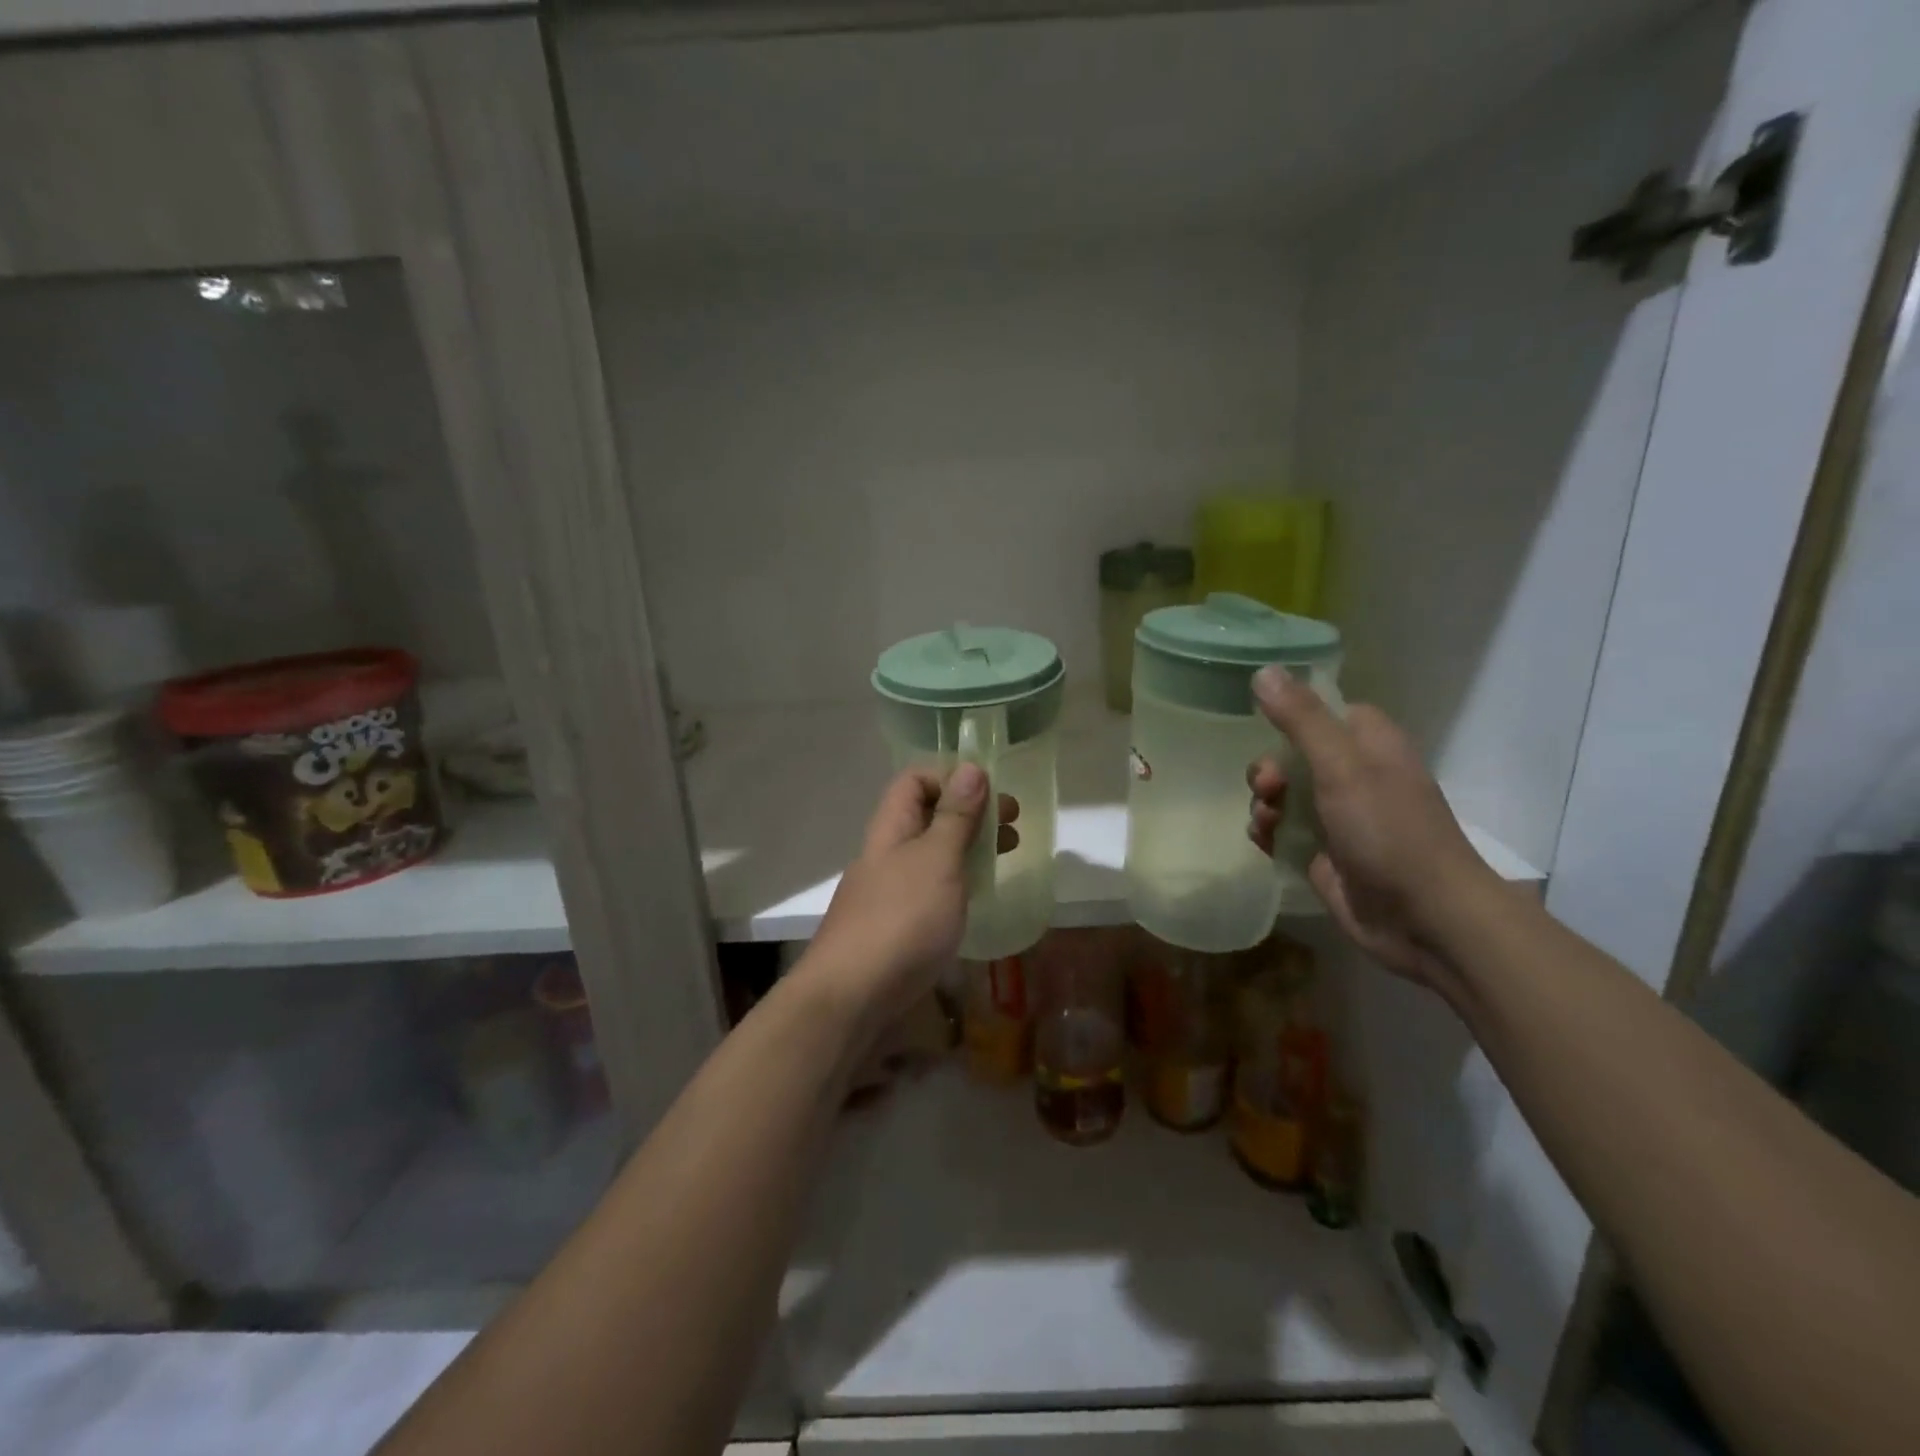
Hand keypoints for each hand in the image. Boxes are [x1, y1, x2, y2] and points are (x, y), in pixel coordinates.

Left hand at [801, 765, 1016, 1048]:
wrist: (851, 997)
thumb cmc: (901, 919)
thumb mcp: (937, 860)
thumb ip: (956, 817)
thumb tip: (971, 767)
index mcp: (891, 827)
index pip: (916, 779)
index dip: (952, 777)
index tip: (992, 795)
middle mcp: (886, 852)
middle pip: (927, 815)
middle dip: (970, 813)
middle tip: (1012, 825)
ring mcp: (888, 891)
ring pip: (931, 853)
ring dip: (967, 846)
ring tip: (1005, 855)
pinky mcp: (895, 925)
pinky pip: (930, 888)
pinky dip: (957, 881)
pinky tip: (977, 897)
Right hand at [1246, 666, 1495, 988]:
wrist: (1423, 917)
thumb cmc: (1389, 831)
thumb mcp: (1342, 766)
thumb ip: (1301, 719)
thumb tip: (1263, 671)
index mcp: (1368, 744)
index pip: (1324, 711)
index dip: (1293, 715)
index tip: (1264, 725)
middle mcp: (1354, 776)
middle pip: (1293, 755)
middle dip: (1269, 769)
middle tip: (1268, 788)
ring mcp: (1338, 818)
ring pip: (1284, 795)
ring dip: (1264, 803)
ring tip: (1266, 822)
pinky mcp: (1323, 853)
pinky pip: (1282, 831)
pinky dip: (1268, 832)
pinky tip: (1264, 841)